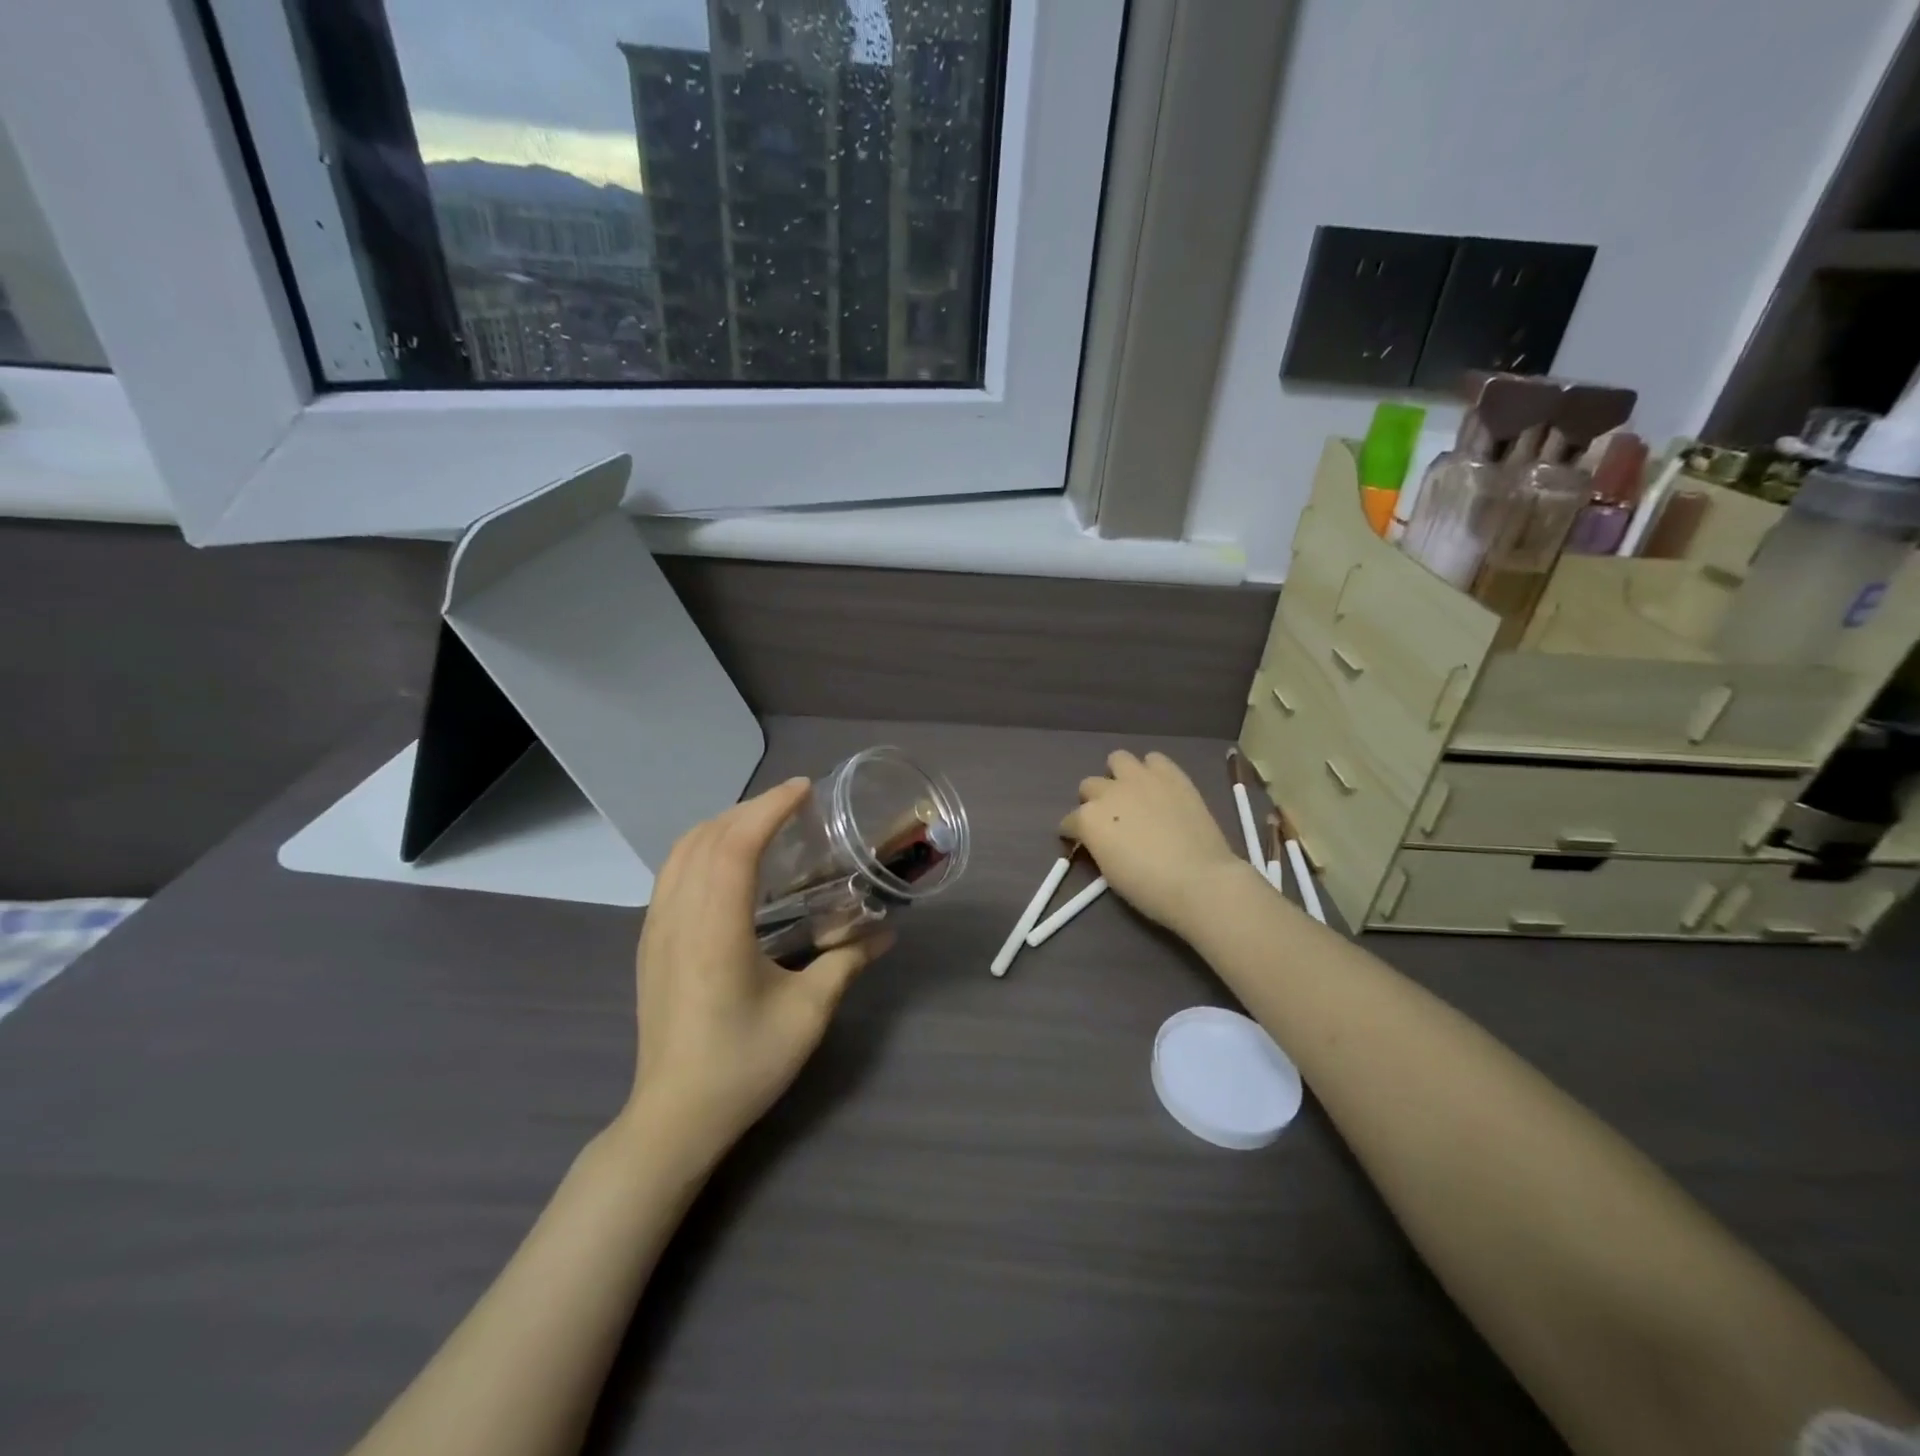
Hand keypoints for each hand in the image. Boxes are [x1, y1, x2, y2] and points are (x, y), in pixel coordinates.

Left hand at [625, 778, 892, 1160]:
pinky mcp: (649, 943)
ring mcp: (655, 929)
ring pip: (680, 851)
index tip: (804, 789)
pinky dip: (701, 848)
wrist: (674, 1117)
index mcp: (715, 931)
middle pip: (705, 838)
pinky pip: (671, 873)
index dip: (769, 808)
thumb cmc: (744, 1064)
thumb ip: (846, 962)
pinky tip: (729, 863)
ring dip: (722, 824)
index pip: (735, 846)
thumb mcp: (808, 1014)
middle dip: (749, 809)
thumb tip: (887, 933)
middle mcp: (677, 918)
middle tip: (793, 804)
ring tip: (763, 823)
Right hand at [1061, 750, 1254, 936]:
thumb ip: (1099, 845)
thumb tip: (1102, 839)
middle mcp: (1109, 791)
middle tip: (1110, 819)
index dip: (1074, 833)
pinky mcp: (1172, 775)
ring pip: (1117, 759)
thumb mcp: (1108, 871)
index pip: (1069, 822)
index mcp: (1088, 819)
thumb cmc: (1149, 888)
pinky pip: (1155, 759)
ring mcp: (1141, 779)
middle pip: (1089, 785)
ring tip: (1132, 794)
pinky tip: (1159, 789)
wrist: (1199, 881)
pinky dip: (1152, 771)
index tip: (1082, 843)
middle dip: (1094, 801)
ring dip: (1119, 775)